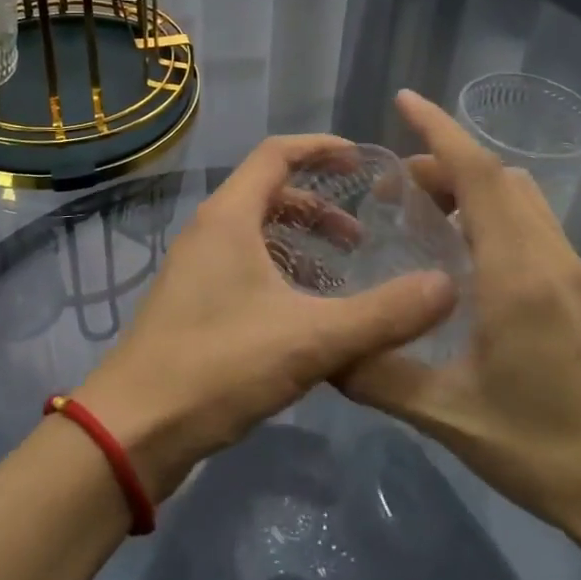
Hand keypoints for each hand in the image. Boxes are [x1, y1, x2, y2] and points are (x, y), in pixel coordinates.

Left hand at [76, 134, 454, 500]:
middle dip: (319, 207)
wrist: (133, 430)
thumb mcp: (311, 339)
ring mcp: (197, 269)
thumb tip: (447, 287)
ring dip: (301, 244)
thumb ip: (382, 314)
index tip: (363, 163)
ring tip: (342, 275)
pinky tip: (308, 315)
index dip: (321, 148)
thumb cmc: (218, 366)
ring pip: (258, 235)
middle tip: (362, 237)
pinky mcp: (193, 304)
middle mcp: (209, 231)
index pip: (277, 153)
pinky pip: (246, 268)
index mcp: (230, 217)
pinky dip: (282, 273)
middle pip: (269, 194)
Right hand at [340, 92, 580, 553]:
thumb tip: (324, 350)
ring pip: (519, 195)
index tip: (404, 102)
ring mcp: (572, 271)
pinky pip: (531, 222)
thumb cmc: (542, 449)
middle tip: (393, 191)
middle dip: (444, 162)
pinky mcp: (580, 289)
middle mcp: (549, 256)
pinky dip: (493, 210)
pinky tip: (465, 256)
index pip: (479, 175)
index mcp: (517, 273)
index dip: (440, 130)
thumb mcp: (448, 416)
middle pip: (497, 176)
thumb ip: (379, 375)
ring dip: (472, 185)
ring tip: (425, 217)